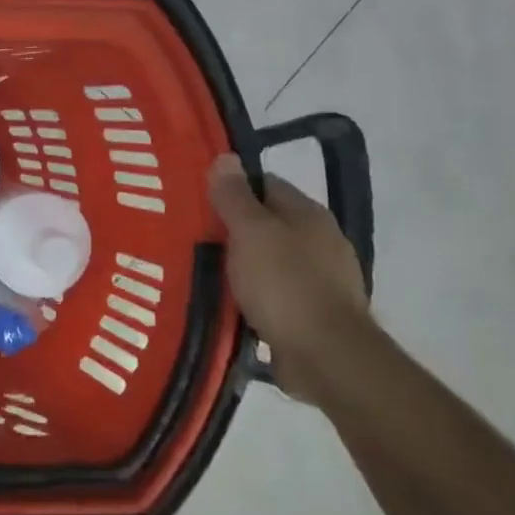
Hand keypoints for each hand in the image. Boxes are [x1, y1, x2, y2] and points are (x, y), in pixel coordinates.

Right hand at [207, 153, 373, 402]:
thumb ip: (235, 196)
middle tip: (189, 234)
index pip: (265, 185)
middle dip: (231, 229)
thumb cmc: (285, 283)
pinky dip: (250, 295)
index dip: (231, 187)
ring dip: (240, 265)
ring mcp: (320, 280)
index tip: (196, 197)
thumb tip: (226, 158)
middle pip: (266, 224)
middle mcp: (320, 241)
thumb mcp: (251, 232)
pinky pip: (272, 295)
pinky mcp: (312, 314)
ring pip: (268, 261)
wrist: (325, 356)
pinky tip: (226, 301)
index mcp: (308, 215)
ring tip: (201, 270)